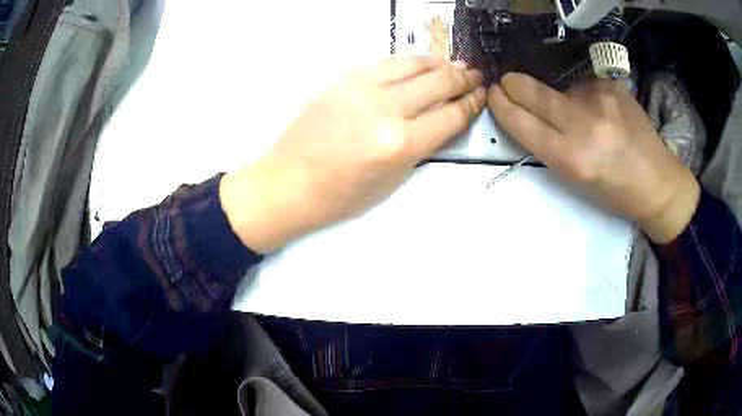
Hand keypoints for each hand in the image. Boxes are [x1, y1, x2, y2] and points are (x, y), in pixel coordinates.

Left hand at [221, 57, 485, 251]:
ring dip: (438, 63)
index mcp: (400, 144)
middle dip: (462, 78)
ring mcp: (360, 89)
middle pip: (437, 82)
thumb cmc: (340, 196)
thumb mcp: (392, 180)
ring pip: (412, 64)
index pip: (450, 115)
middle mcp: (385, 109)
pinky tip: (417, 64)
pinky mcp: (342, 80)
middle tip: (475, 75)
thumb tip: (445, 117)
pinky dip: (407, 62)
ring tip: (452, 65)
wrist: (288, 182)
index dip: (471, 104)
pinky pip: (384, 63)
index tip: (481, 95)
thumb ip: (423, 145)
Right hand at [487, 73, 699, 243]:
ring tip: (581, 115)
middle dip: (513, 85)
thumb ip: (548, 144)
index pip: (521, 122)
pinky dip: (582, 95)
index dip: (501, 105)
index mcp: (571, 158)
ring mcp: (599, 99)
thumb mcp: (575, 178)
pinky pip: (582, 85)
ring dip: (557, 96)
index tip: (494, 95)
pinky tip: (600, 109)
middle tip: (508, 84)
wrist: (658, 183)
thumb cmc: (614, 191)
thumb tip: (526, 111)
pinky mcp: (612, 85)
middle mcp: (583, 124)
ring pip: (558, 87)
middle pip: (532, 91)